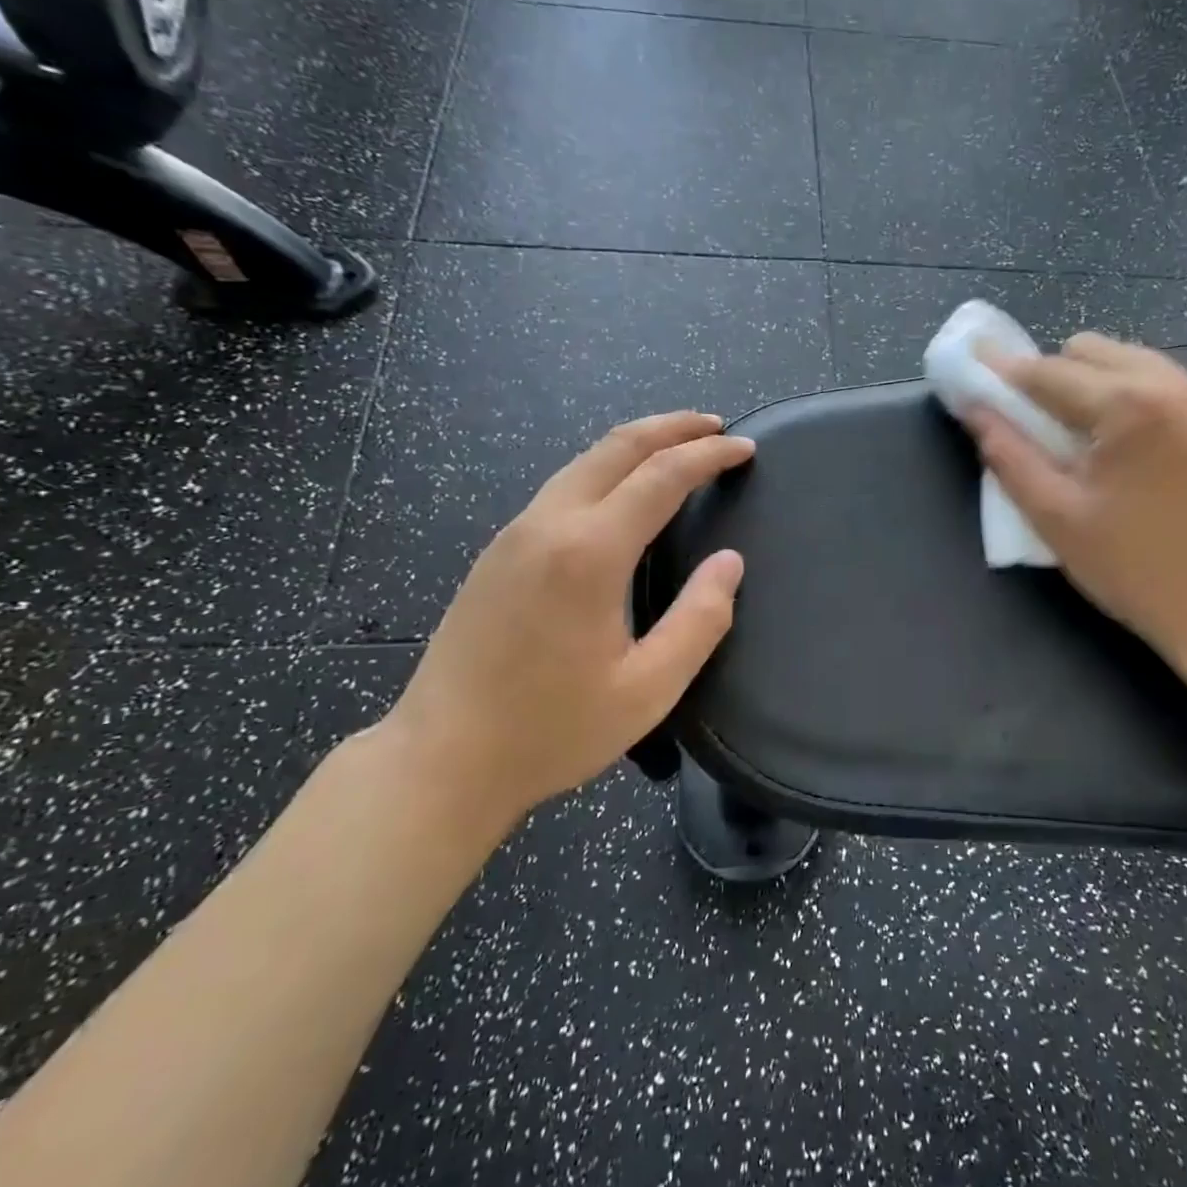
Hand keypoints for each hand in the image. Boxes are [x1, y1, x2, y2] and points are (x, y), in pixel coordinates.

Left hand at [379, 412, 752, 835]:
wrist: (441, 760)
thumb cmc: (551, 730)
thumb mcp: (649, 690)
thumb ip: (700, 620)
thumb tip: (729, 563)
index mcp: (590, 553)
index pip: (662, 476)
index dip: (709, 455)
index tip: (745, 448)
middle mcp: (549, 525)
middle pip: (617, 447)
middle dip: (671, 427)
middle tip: (715, 426)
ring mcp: (515, 534)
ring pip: (584, 461)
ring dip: (636, 443)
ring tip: (677, 447)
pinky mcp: (497, 552)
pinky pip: (562, 486)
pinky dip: (606, 468)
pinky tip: (622, 491)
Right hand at [967, 334, 1186, 667]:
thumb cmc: (1137, 569)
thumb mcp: (1057, 517)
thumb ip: (1009, 456)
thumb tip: (975, 410)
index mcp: (1128, 404)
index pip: (1047, 371)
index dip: (1003, 369)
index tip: (973, 361)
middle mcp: (1173, 383)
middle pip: (1091, 350)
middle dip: (1052, 375)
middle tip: (1036, 423)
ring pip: (1131, 360)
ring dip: (1094, 383)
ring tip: (1084, 437)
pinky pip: (1165, 383)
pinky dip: (1133, 397)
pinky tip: (1132, 448)